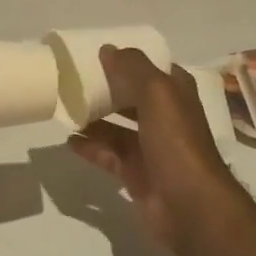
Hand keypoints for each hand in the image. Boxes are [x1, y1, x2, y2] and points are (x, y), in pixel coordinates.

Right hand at [67, 46, 241, 252]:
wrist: (190, 206)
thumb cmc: (176, 142)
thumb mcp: (158, 94)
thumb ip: (133, 68)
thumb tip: (107, 50)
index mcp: (175, 95)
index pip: (150, 69)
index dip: (127, 60)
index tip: (96, 54)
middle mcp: (165, 118)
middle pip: (131, 98)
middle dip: (106, 90)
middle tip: (73, 82)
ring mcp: (151, 148)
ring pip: (117, 128)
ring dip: (94, 119)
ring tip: (65, 110)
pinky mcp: (136, 174)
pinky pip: (108, 155)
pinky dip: (91, 147)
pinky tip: (70, 141)